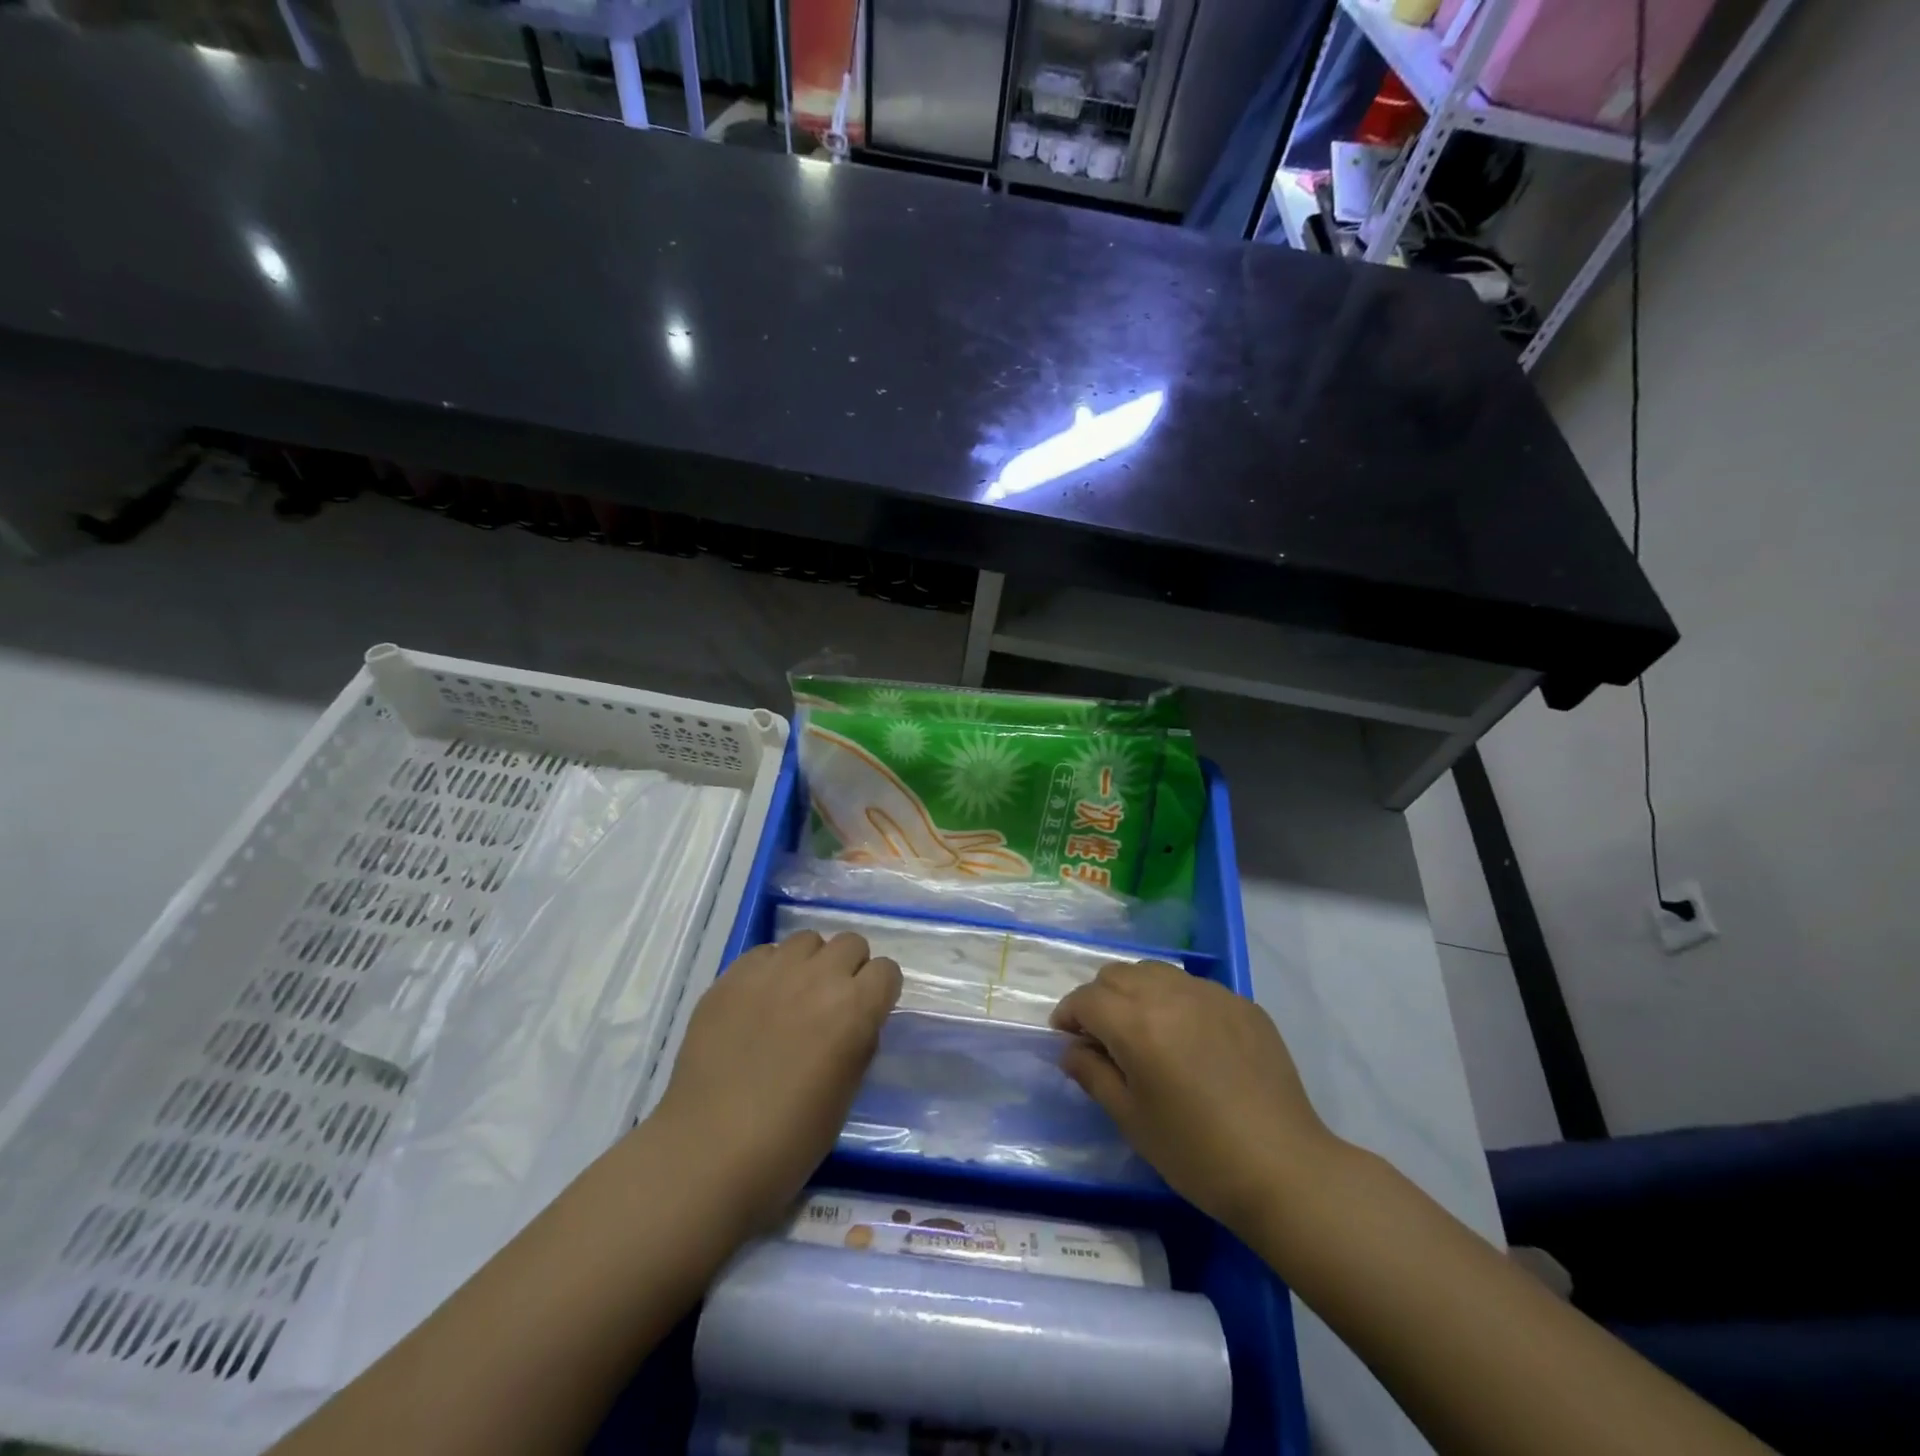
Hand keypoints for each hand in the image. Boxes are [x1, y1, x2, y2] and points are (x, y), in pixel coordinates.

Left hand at [652, 932, 901, 1235]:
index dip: (880, 991)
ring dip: (810, 963)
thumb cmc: (789, 1140)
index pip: (886, 971)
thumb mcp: (846, 1094)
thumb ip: (859, 1043)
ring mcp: (771, 972)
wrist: (708, 1152)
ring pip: (807, 940)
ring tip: (794, 997)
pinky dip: (770, 970)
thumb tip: (857, 1021)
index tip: (869, 1012)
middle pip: (850, 943)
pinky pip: (764, 953)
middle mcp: (818, 977)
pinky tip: (758, 1003)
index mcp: (854, 1009)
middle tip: (832, 1004)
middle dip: (849, 968)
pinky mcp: (732, 977)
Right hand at [1051, 960, 1334, 1235]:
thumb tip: (1071, 1049)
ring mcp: (1211, 994)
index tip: (1066, 1038)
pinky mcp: (1242, 1004)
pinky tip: (1188, 1038)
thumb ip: (1093, 1074)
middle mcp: (1171, 994)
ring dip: (1136, 991)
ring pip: (1155, 972)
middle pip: (1117, 974)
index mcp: (1137, 1023)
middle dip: (1099, 998)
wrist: (1284, 1169)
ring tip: (1143, 1030)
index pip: (1086, 999)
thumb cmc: (1196, 1153)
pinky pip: (1194, 986)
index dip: (1068, 1015)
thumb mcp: (1132, 1119)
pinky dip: (1176, 1000)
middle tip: (1102, 1037)